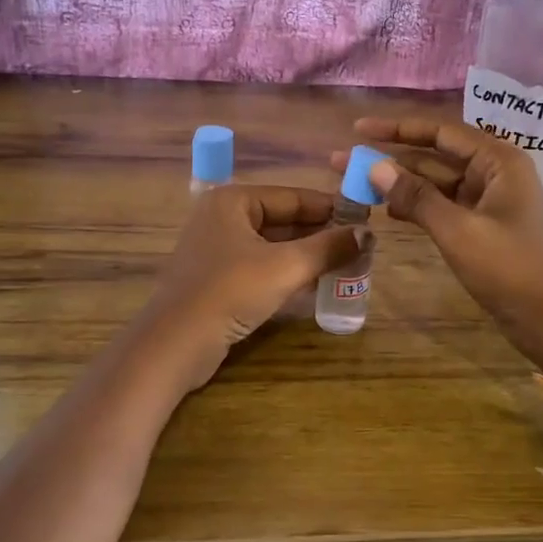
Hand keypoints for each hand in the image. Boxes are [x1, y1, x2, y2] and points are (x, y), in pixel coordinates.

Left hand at [140, 184, 363, 392]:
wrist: (175, 344)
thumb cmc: (230, 292)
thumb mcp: (286, 267)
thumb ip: (328, 248)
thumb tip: (367, 233)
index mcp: (233, 200)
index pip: (292, 196)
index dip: (330, 208)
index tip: (364, 219)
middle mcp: (222, 217)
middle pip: (282, 220)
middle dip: (319, 234)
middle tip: (359, 246)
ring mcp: (216, 250)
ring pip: (272, 246)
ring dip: (306, 256)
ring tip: (345, 265)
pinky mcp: (216, 279)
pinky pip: (260, 267)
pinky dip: (286, 273)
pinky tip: (315, 285)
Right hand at [341, 118, 542, 383]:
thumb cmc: (510, 269)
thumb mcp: (458, 231)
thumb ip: (416, 197)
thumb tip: (374, 166)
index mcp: (498, 161)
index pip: (440, 132)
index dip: (397, 129)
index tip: (358, 129)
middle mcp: (495, 173)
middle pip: (435, 156)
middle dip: (391, 159)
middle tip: (343, 162)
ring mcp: (489, 201)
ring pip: (437, 184)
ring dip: (400, 184)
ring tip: (356, 185)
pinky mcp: (484, 227)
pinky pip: (444, 207)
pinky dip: (418, 207)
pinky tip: (388, 211)